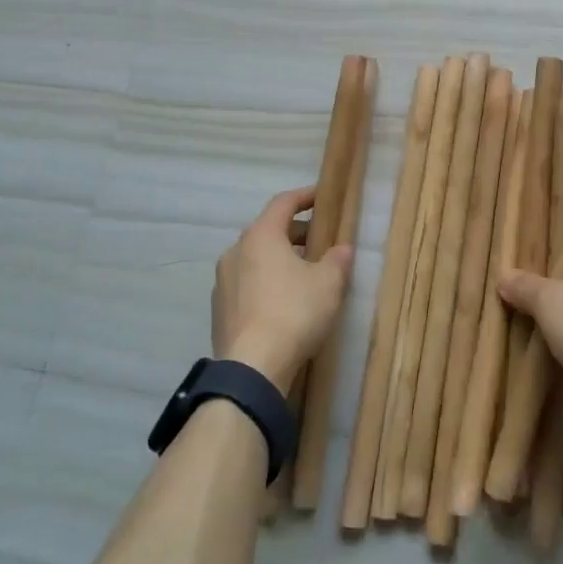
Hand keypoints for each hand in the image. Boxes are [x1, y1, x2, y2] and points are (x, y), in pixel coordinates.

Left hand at [211, 186, 354, 389]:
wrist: (252, 367)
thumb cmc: (294, 312)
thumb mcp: (328, 283)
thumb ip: (337, 260)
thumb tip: (342, 248)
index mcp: (261, 236)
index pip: (283, 203)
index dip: (305, 196)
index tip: (322, 196)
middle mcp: (236, 251)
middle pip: (267, 230)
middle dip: (295, 232)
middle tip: (319, 240)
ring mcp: (223, 281)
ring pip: (255, 258)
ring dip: (279, 259)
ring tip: (304, 273)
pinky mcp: (220, 309)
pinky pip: (247, 283)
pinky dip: (266, 281)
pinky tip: (284, 301)